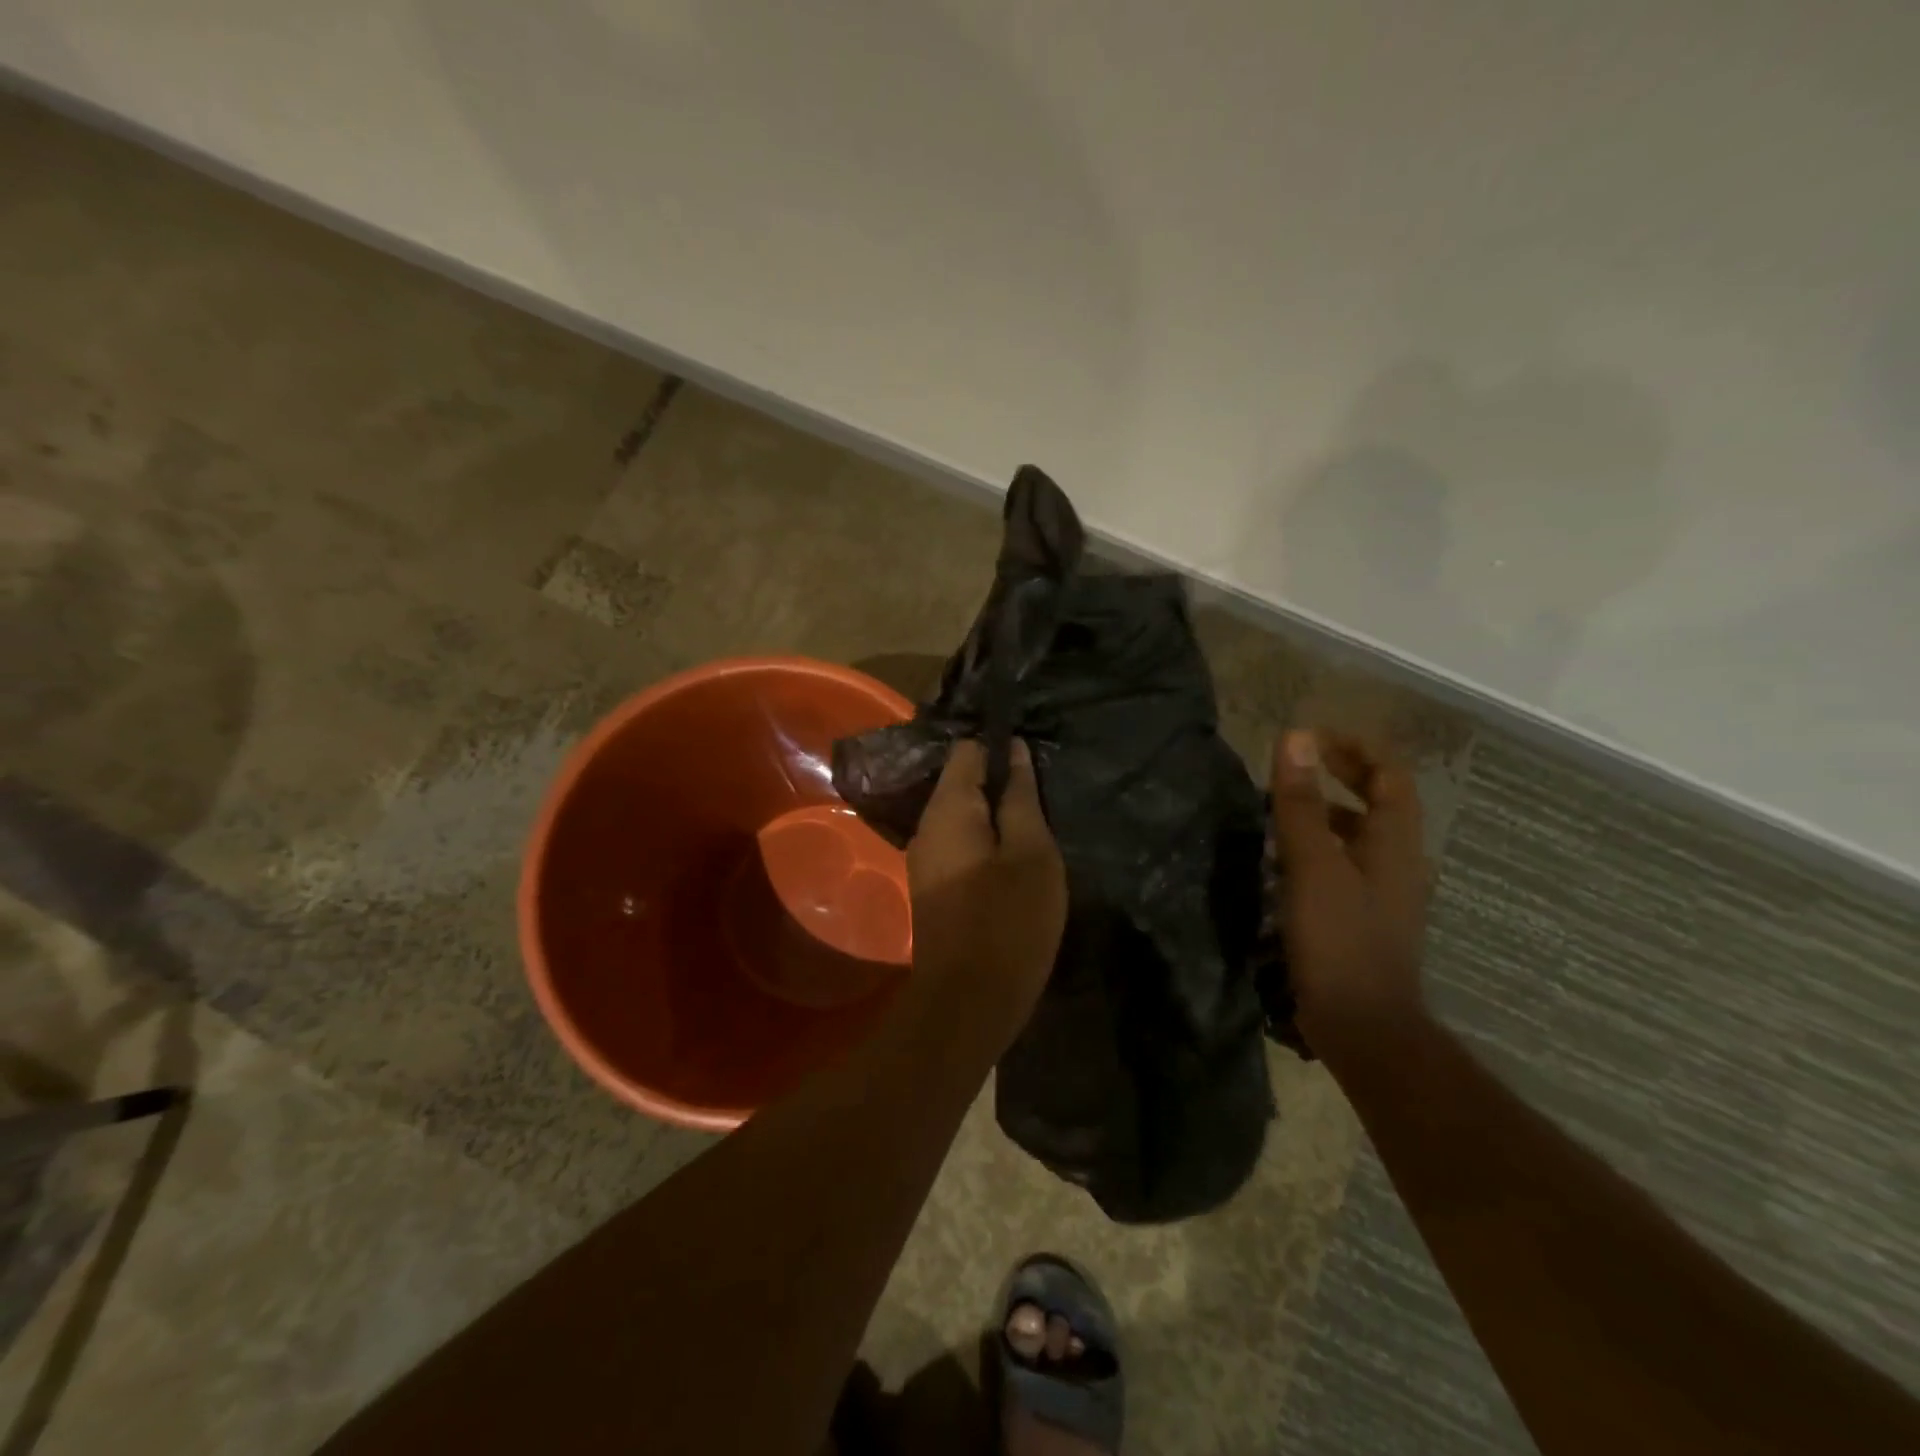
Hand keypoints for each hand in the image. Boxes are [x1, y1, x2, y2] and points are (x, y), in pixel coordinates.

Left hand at [906, 738, 1066, 1045]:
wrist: (966, 1003)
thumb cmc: (1008, 922)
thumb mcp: (1032, 854)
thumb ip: (1021, 798)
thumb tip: (1014, 750)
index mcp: (948, 809)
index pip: (967, 749)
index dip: (1001, 745)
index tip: (1036, 755)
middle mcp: (927, 826)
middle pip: (962, 782)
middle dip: (1001, 781)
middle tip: (1045, 792)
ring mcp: (925, 858)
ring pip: (963, 816)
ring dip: (997, 814)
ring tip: (1038, 821)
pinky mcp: (933, 886)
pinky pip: (960, 844)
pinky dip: (986, 840)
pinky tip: (1016, 854)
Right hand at [1270, 730, 1431, 1053]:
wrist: (1363, 1025)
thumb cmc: (1339, 938)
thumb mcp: (1311, 864)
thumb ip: (1300, 802)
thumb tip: (1296, 738)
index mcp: (1393, 842)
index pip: (1390, 775)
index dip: (1356, 749)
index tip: (1313, 737)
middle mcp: (1397, 862)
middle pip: (1379, 803)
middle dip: (1341, 776)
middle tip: (1295, 765)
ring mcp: (1383, 894)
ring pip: (1360, 837)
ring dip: (1327, 813)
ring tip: (1281, 810)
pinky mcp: (1364, 920)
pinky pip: (1346, 866)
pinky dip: (1320, 849)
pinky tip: (1285, 863)